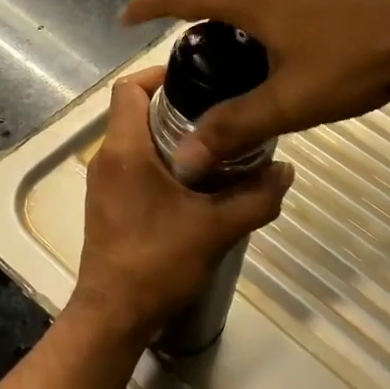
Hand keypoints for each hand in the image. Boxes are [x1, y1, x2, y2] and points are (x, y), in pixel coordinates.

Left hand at [69, 67, 294, 346]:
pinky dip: (158, 158)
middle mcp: (106, 157)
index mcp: (125, 150)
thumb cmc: (157, 263)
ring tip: (214, 142)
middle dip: (173, 104)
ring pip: (133, 138)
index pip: (128, 87)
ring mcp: (102, 181)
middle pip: (133, 110)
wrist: (113, 314)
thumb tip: (286, 170)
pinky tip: (194, 180)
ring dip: (167, 133)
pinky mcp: (106, 201)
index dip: (158, 73)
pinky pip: (131, 162)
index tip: (196, 76)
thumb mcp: (217, 229)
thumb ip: (256, 197)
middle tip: (218, 109)